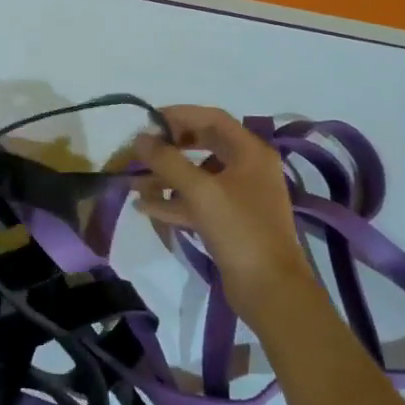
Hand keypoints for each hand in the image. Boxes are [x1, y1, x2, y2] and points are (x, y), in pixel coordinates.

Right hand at [133, 106, 320, 328]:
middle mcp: (248, 168)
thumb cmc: (240, 231)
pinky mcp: (230, 222)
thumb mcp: (201, 191)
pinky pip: (198, 202)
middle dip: (170, 147)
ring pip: (198, 176)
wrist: (269, 289)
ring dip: (166, 177)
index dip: (179, 115)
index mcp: (251, 152)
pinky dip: (173, 201)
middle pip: (204, 145)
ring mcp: (240, 196)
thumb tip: (140, 138)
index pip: (212, 118)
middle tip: (142, 150)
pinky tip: (145, 207)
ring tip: (134, 182)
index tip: (148, 122)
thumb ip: (167, 161)